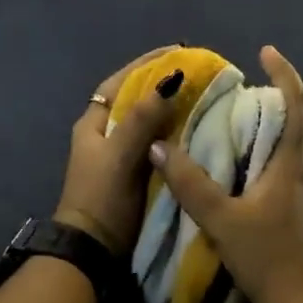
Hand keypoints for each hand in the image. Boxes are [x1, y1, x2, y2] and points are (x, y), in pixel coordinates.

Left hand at [54, 47, 187, 255]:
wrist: (94, 251)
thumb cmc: (102, 197)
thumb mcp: (120, 155)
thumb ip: (142, 119)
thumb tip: (169, 80)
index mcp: (94, 124)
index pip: (121, 83)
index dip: (146, 64)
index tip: (177, 50)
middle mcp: (107, 136)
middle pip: (138, 101)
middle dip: (165, 85)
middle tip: (200, 74)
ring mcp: (123, 157)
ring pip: (151, 123)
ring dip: (175, 110)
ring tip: (207, 97)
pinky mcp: (138, 176)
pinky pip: (161, 146)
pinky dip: (178, 136)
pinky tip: (201, 131)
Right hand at [147, 47, 302, 302]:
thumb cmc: (268, 257)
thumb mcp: (222, 219)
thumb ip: (189, 182)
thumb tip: (159, 146)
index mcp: (296, 161)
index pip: (298, 103)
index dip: (284, 73)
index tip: (266, 51)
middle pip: (296, 120)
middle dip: (272, 97)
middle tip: (238, 88)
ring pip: (292, 144)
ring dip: (269, 125)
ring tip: (234, 120)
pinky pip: (287, 164)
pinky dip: (267, 151)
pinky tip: (241, 164)